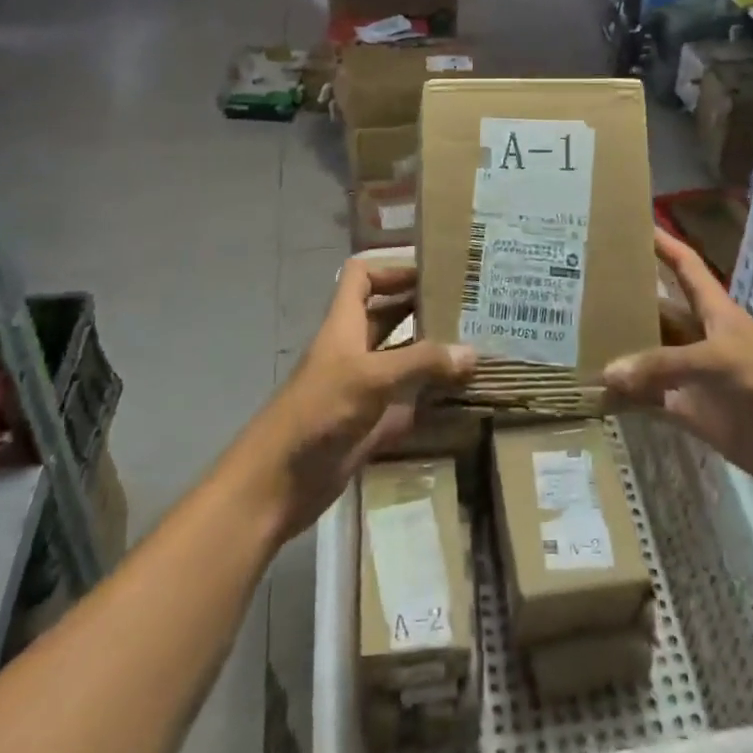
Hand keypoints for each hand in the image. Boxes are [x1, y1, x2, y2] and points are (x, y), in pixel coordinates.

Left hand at [240, 259, 474, 540]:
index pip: (361, 277)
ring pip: (400, 358)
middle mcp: (353, 350)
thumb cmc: (318, 412)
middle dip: (422, 308)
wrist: (277, 483)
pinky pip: (406, 402)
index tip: (432, 273)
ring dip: (431, 353)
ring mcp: (362, 388)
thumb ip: (421, 362)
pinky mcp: (369, 423)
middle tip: (469, 308)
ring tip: (475, 347)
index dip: (392, 269)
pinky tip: (462, 396)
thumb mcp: (372, 377)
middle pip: (387, 316)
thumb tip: (471, 351)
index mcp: (344, 325)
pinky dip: (430, 397)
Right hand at [604, 230, 752, 503]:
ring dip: (620, 352)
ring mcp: (694, 376)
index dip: (662, 243)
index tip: (630, 224)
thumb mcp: (719, 360)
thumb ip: (663, 365)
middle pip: (657, 312)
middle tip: (578, 290)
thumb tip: (607, 372)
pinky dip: (627, 398)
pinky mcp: (692, 411)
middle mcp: (699, 337)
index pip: (684, 266)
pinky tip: (595, 393)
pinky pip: (651, 400)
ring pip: (649, 357)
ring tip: (575, 340)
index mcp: (713, 310)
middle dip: (625, 301)